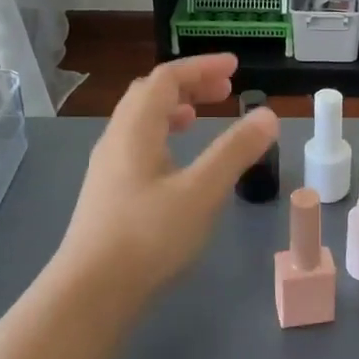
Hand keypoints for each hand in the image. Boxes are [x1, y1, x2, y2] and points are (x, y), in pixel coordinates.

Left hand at [51, 54, 277, 315]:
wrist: (91, 291)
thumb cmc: (148, 235)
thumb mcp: (202, 191)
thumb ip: (236, 151)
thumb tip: (267, 115)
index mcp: (136, 128)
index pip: (167, 78)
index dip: (201, 67)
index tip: (234, 67)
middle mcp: (116, 139)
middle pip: (150, 94)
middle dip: (189, 85)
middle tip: (224, 90)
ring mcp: (107, 167)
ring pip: (140, 121)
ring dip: (173, 110)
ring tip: (200, 118)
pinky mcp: (107, 193)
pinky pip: (137, 146)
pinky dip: (163, 136)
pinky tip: (177, 164)